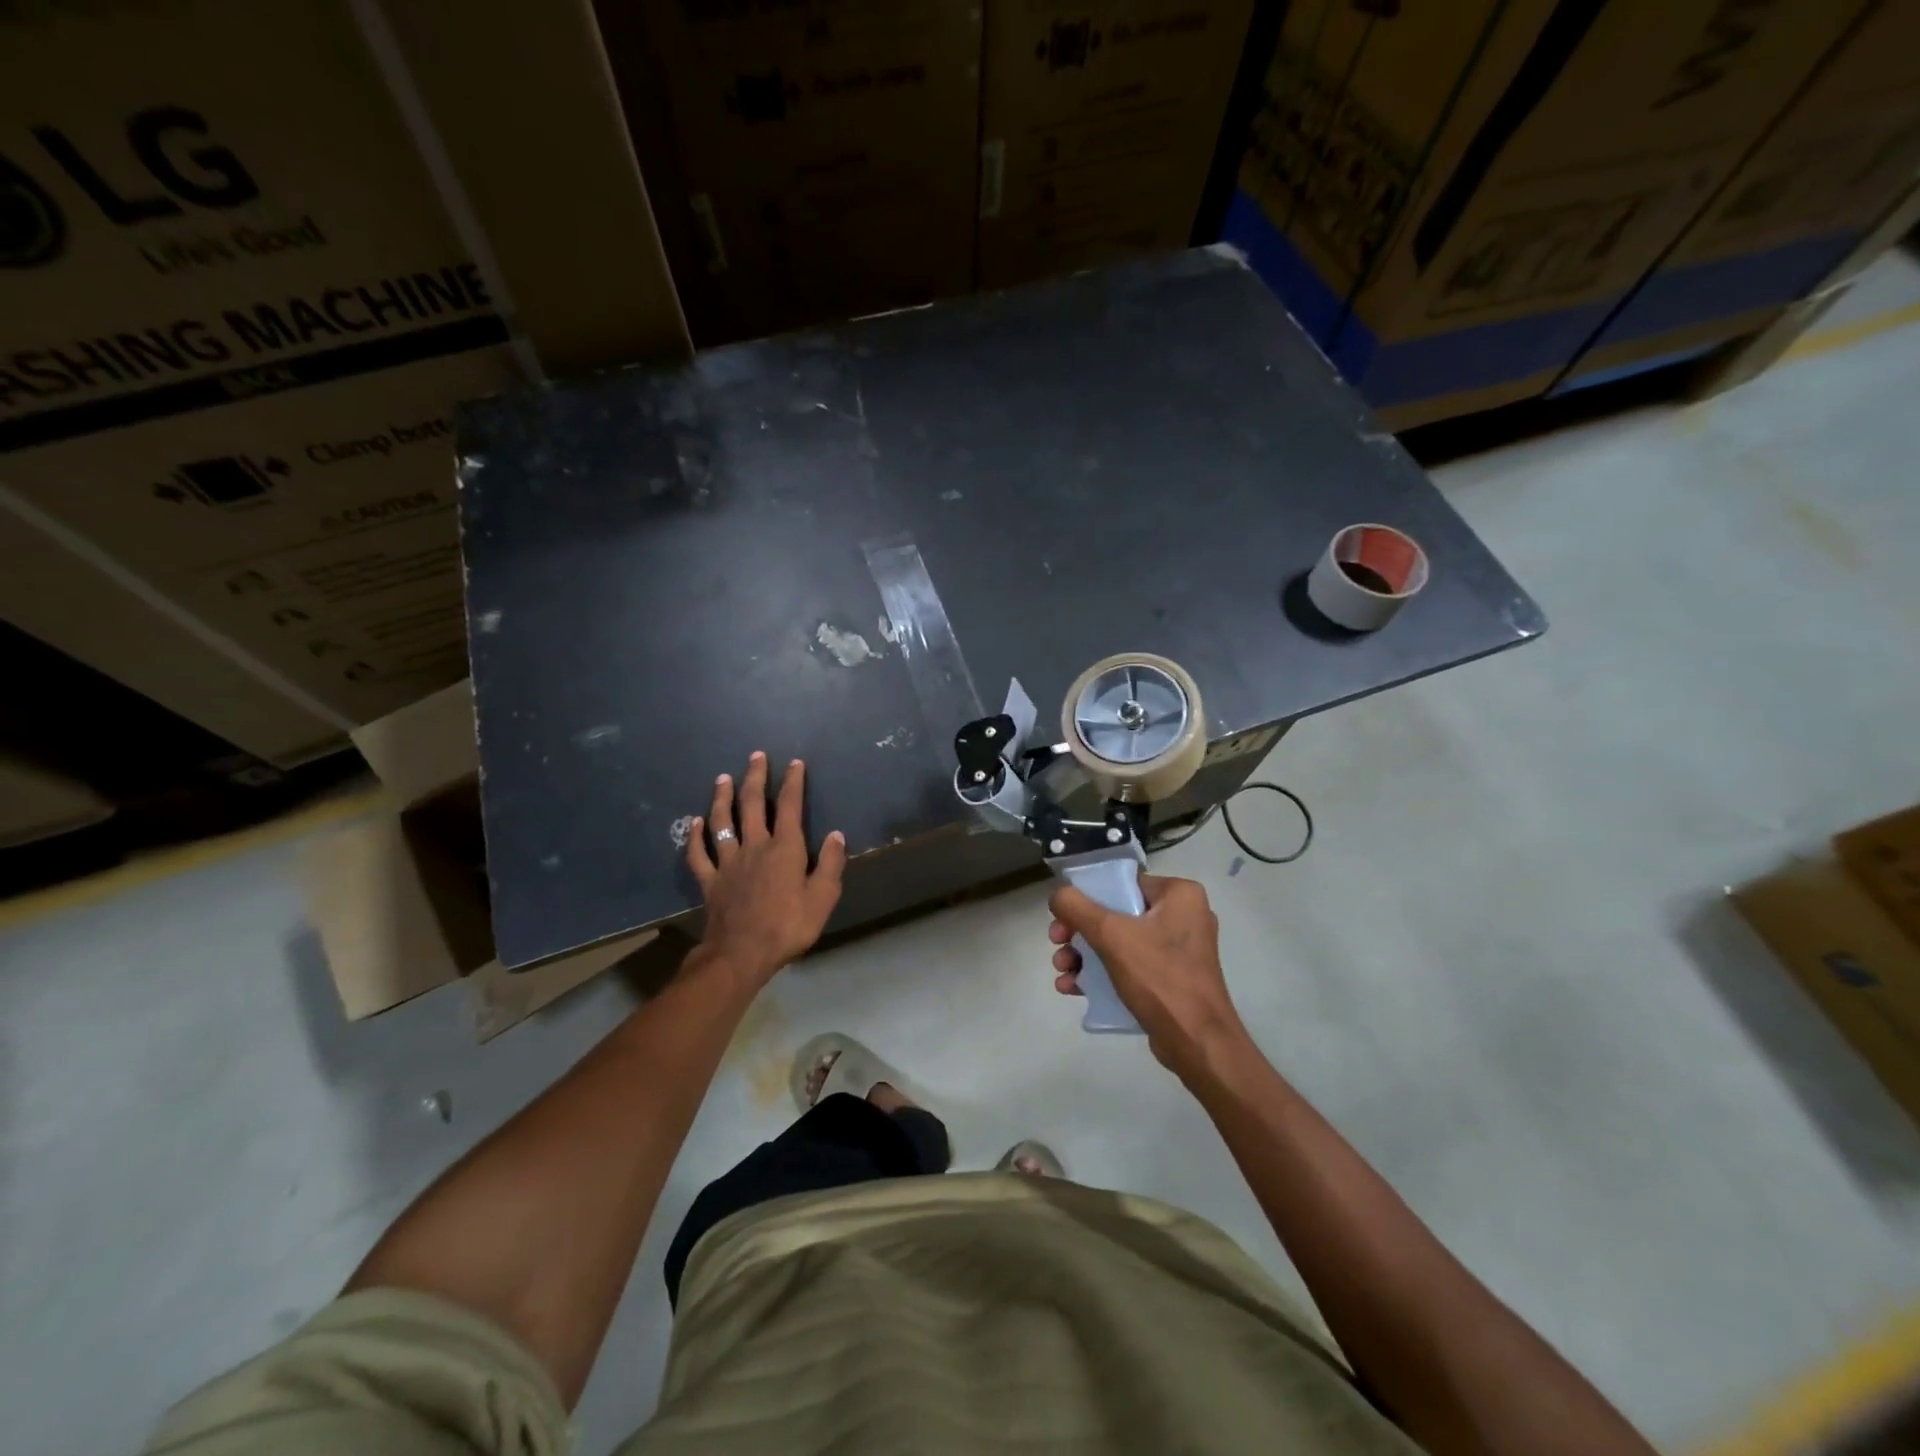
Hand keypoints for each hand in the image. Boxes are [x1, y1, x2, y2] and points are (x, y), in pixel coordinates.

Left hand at [688, 752, 846, 991]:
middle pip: (753, 804)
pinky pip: (699, 853)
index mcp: (785, 848)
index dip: (793, 782)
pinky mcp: (710, 880)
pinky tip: (693, 822)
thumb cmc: (788, 926)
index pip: (790, 806)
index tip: (794, 763)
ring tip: (722, 778)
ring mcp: (728, 862)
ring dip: (722, 798)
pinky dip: (695, 836)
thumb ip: (830, 864)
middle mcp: (755, 846)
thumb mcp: (823, 898)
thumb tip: (836, 835)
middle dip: (755, 778)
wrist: (742, 953)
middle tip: (755, 756)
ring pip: (722, 821)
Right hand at [1049, 873, 1246, 1075]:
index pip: (1123, 883)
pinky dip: (1102, 972)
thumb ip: (1078, 908)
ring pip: (1119, 941)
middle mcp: (1183, 915)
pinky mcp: (1171, 978)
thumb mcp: (1112, 935)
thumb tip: (1058, 895)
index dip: (1087, 896)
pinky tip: (1073, 987)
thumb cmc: (1159, 978)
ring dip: (1085, 954)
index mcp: (1180, 895)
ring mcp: (1178, 950)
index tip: (1062, 915)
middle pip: (1116, 913)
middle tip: (1056, 943)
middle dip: (1080, 931)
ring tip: (1061, 970)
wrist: (1197, 1044)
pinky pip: (1130, 965)